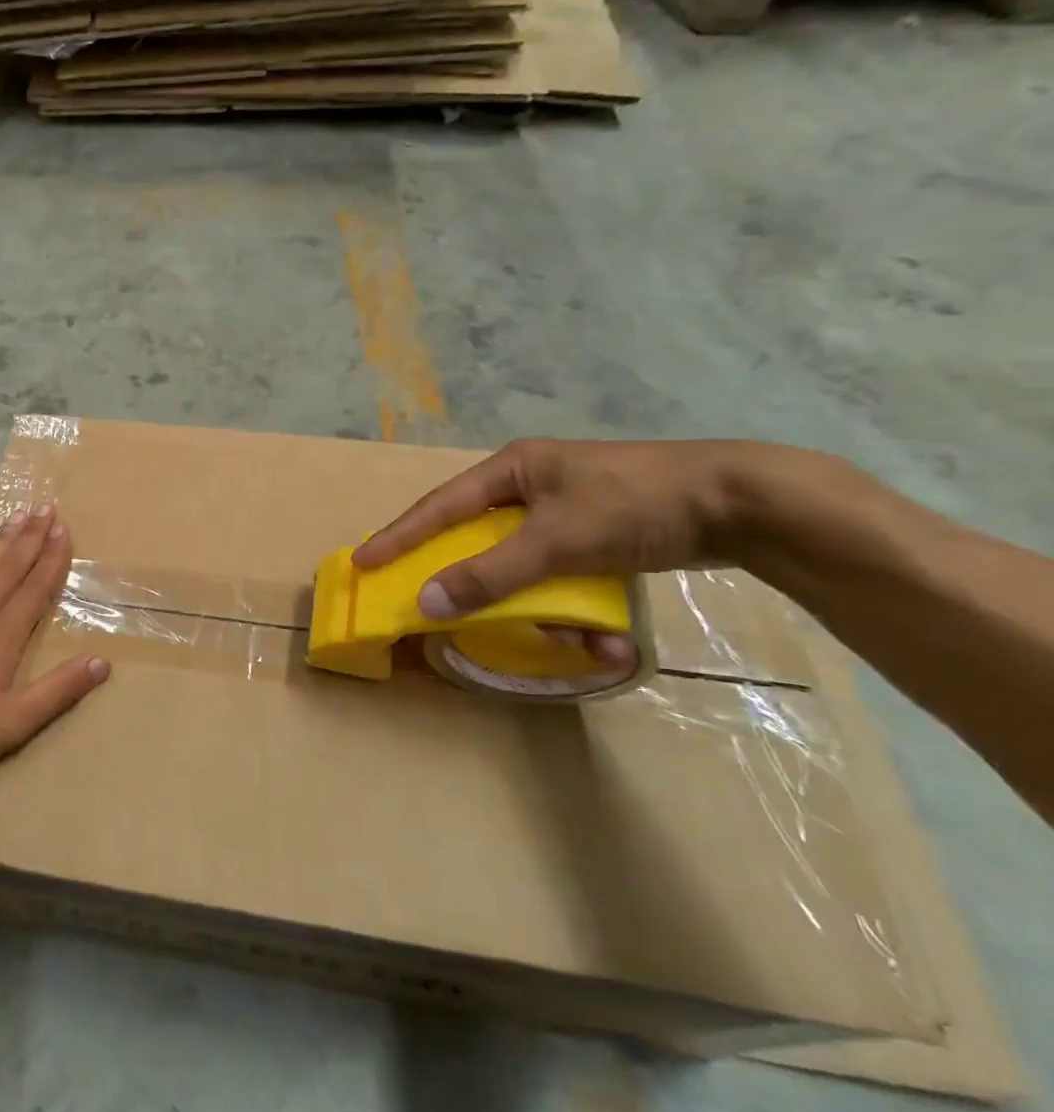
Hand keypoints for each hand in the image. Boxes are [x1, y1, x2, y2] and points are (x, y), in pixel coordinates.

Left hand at [0, 505, 109, 785]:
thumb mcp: (12, 724)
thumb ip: (57, 692)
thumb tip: (102, 662)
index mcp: (3, 636)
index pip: (35, 588)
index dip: (52, 558)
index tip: (63, 530)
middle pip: (9, 566)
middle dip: (31, 537)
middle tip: (45, 508)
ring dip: (1, 539)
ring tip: (17, 515)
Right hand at [352, 439, 769, 622]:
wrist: (747, 503)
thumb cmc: (634, 506)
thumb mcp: (555, 541)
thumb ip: (489, 574)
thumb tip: (426, 603)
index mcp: (513, 470)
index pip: (439, 506)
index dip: (399, 536)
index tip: (363, 563)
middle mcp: (532, 486)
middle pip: (480, 539)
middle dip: (476, 583)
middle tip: (441, 606)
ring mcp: (567, 510)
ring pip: (525, 566)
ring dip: (542, 609)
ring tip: (578, 641)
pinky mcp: (599, 534)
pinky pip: (564, 576)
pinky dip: (577, 608)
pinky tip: (607, 636)